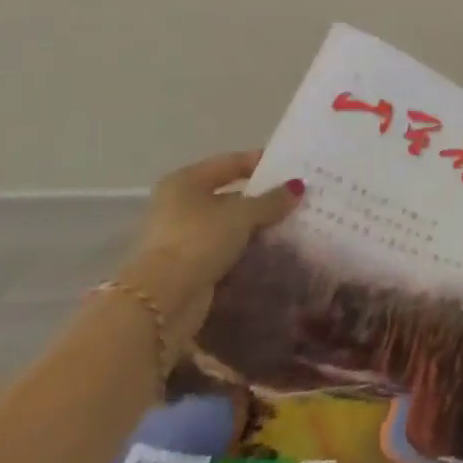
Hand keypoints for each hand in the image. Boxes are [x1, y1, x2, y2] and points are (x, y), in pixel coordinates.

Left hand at [115, 151, 299, 358]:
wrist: (164, 300)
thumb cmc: (199, 241)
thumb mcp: (243, 215)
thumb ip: (272, 200)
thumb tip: (298, 186)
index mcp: (185, 182)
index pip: (230, 162)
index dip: (260, 163)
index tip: (290, 167)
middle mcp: (178, 205)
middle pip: (228, 195)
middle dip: (260, 199)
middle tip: (295, 198)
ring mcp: (180, 237)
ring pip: (227, 225)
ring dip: (254, 226)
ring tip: (291, 224)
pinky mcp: (187, 266)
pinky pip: (224, 250)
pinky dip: (245, 249)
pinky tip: (272, 249)